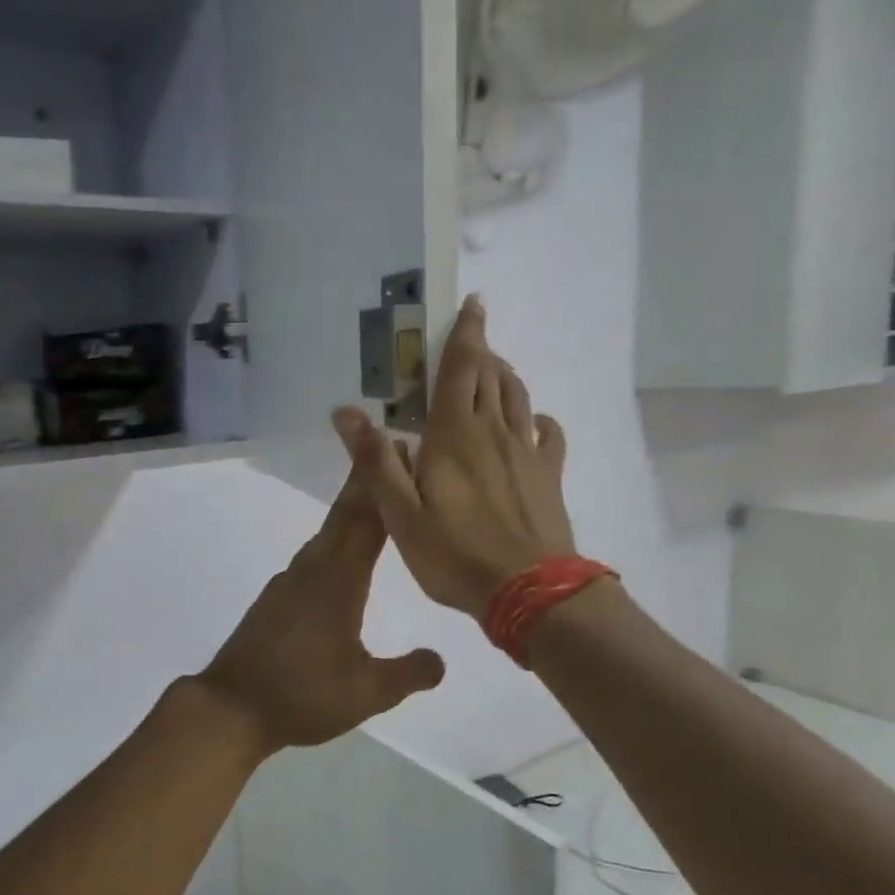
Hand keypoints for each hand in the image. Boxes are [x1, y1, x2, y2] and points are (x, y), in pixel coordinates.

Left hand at [196, 472, 446, 763]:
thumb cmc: (301, 695)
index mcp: (338, 582)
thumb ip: (407, 674)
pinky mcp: (277, 597)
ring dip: (351, 508)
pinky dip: (335, 538)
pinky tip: (342, 553)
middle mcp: (313, 570)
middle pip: (344, 515)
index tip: (399, 449)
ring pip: (327, 533)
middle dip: (367, 480)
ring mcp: (290, 581)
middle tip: (389, 448)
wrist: (230, 707)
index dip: (385, 486)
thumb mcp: (365, 693)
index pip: (368, 522)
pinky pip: (314, 554)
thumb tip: (441, 660)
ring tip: (375, 496)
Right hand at [333, 295, 575, 619]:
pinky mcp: (549, 476)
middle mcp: (494, 432)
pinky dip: (537, 418)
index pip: (462, 369)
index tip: (472, 304)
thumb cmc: (455, 555)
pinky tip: (531, 423)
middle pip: (491, 376)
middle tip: (471, 339)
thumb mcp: (401, 514)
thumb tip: (346, 411)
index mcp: (455, 435)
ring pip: (518, 398)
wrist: (529, 591)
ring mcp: (527, 452)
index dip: (466, 334)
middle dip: (482, 351)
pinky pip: (549, 434)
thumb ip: (375, 461)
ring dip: (505, 376)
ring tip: (493, 370)